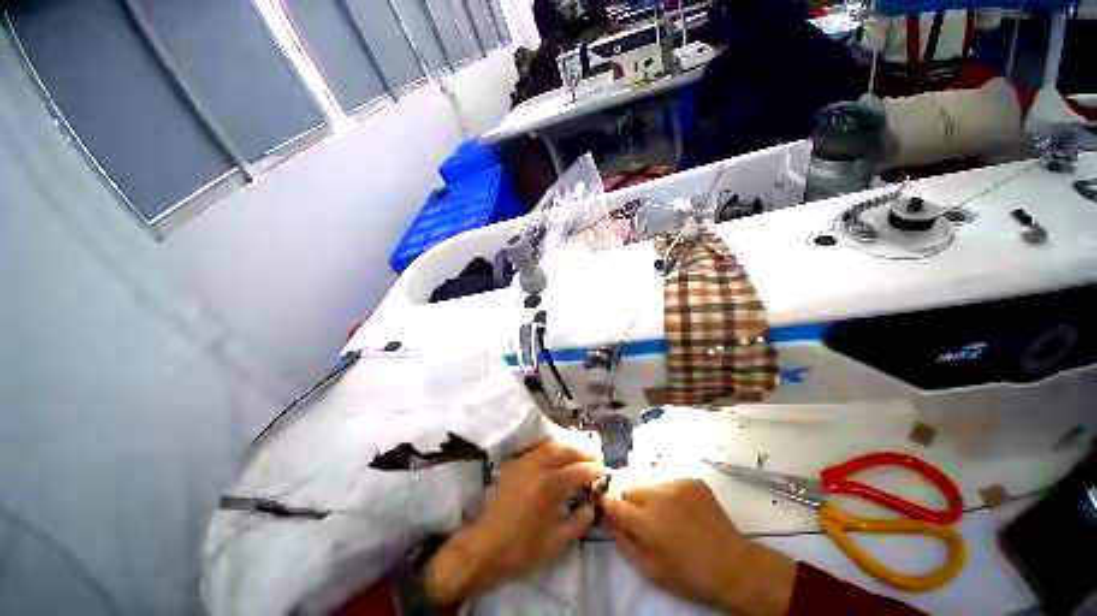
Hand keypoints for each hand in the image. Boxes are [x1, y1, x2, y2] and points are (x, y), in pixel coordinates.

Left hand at [424, 439, 602, 606]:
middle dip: (582, 451)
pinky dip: (550, 448)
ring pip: (549, 444)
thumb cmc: (523, 548)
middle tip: (593, 456)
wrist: (485, 547)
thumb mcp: (557, 542)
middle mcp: (538, 466)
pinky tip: (555, 455)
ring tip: (577, 452)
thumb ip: (580, 521)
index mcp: (551, 485)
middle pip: (565, 449)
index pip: (579, 470)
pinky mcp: (513, 463)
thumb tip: (592, 505)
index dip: (593, 470)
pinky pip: (535, 449)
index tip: (602, 471)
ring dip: (566, 445)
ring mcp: (523, 462)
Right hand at [603, 479, 796, 615]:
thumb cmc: (688, 575)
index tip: (609, 510)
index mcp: (646, 521)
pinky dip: (667, 491)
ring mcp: (676, 483)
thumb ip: (622, 541)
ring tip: (663, 512)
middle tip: (641, 516)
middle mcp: (657, 495)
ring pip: (647, 479)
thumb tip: (607, 518)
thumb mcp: (649, 569)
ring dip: (647, 493)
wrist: (732, 565)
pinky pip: (667, 478)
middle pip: (628, 485)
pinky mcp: (690, 479)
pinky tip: (680, 508)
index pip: (612, 502)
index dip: (607, 504)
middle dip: (628, 499)